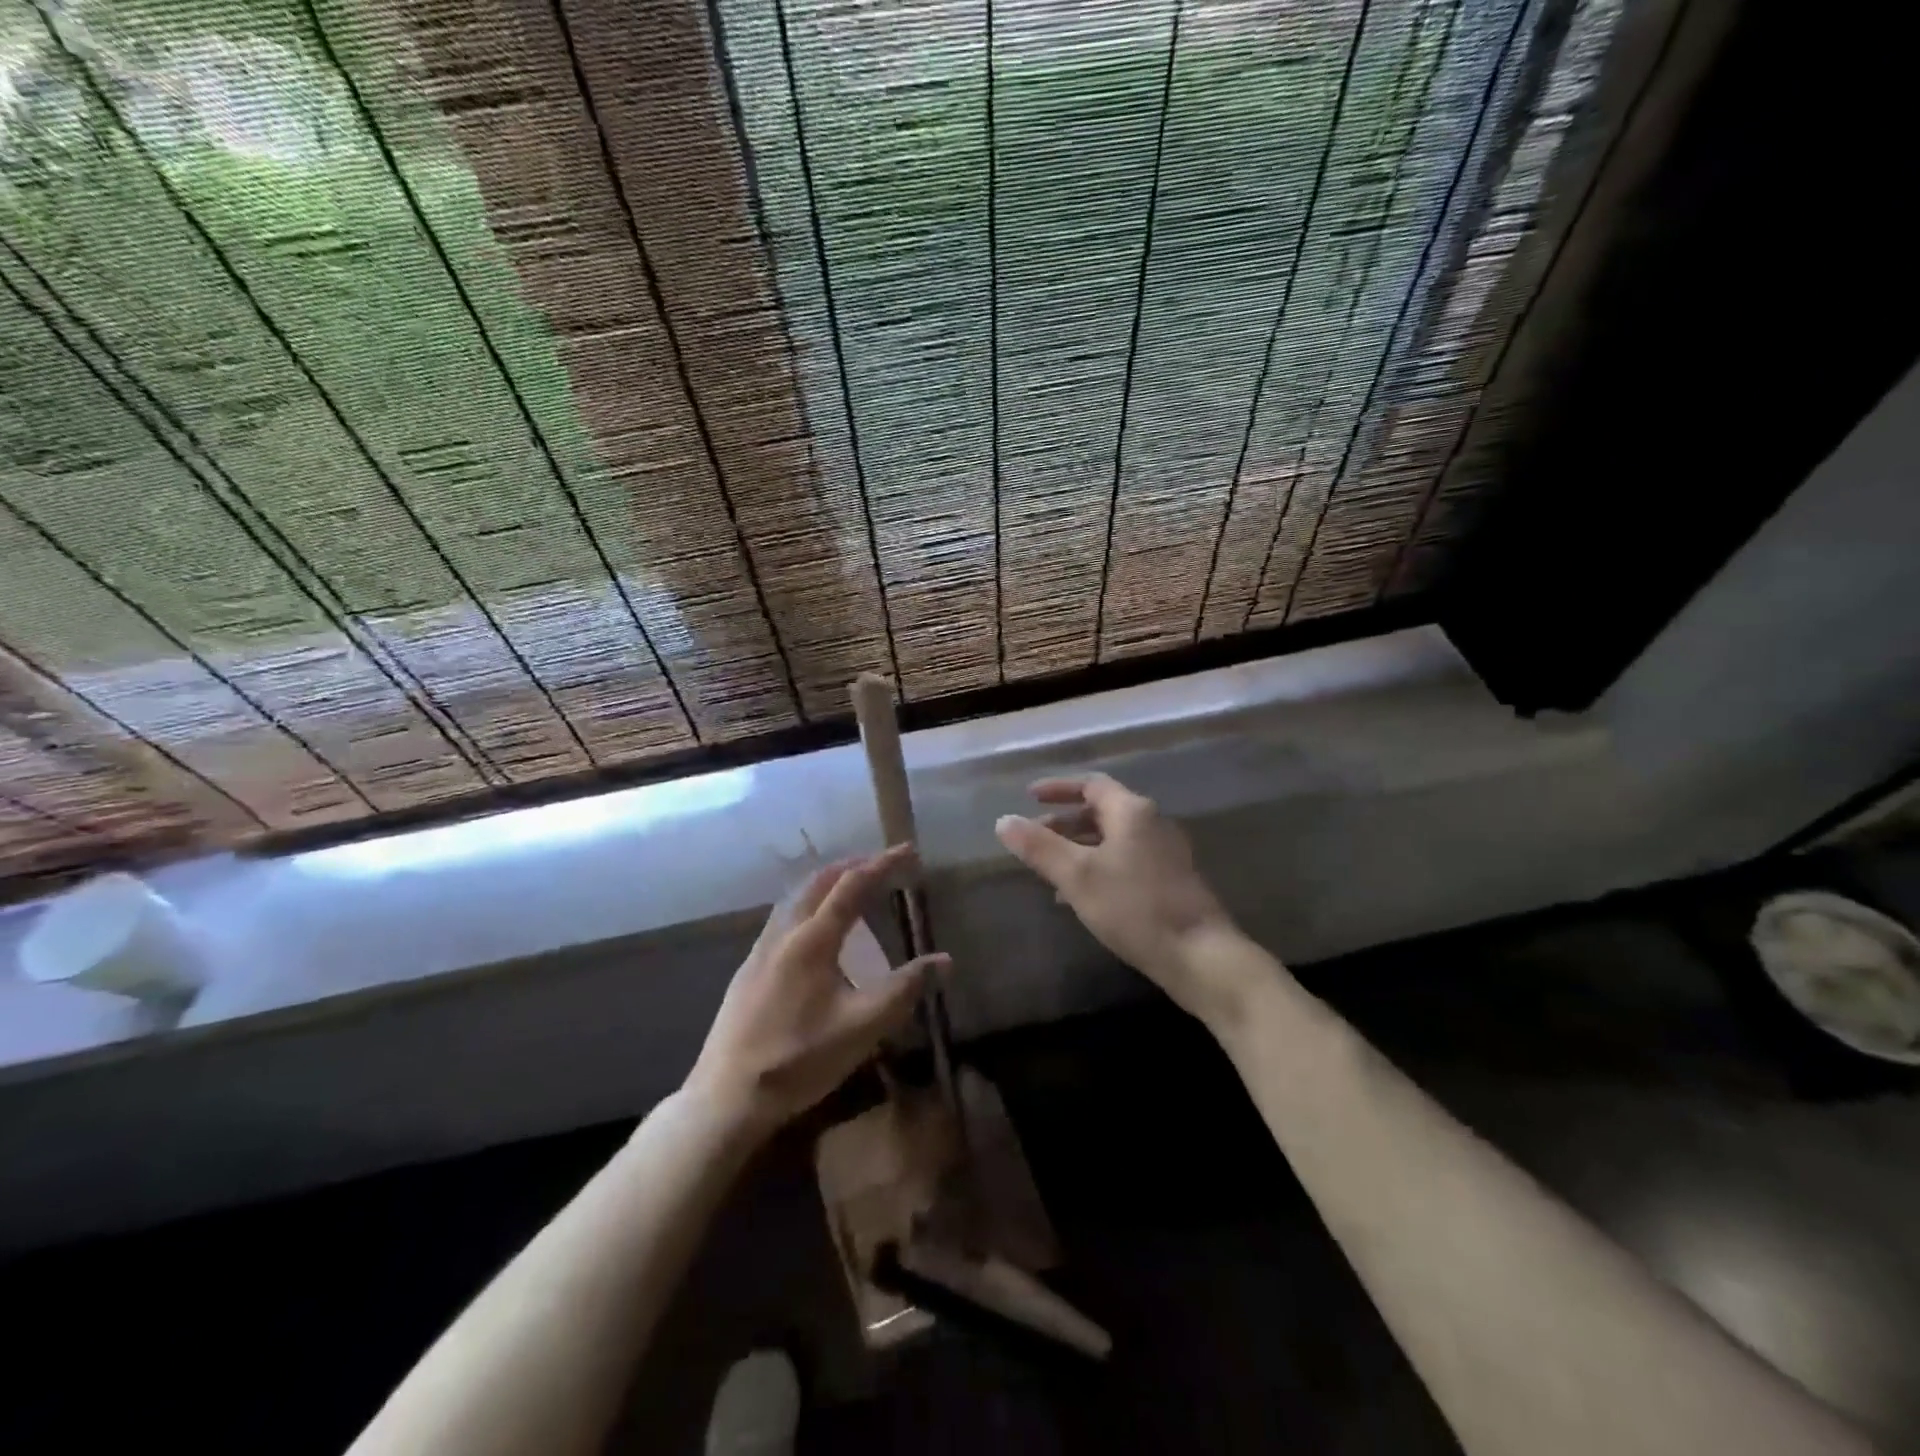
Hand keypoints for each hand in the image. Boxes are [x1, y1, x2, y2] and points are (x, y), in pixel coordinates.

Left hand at [686, 845, 947, 1132]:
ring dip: (829, 882)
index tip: (908, 850)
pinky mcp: (749, 969)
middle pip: (820, 881)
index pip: (852, 885)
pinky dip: (810, 903)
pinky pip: (784, 917)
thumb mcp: (863, 1027)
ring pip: (797, 897)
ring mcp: (761, 950)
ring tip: (853, 887)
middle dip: (854, 864)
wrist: (727, 1097)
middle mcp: (784, 933)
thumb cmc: (800, 1059)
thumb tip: (944, 961)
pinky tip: (815, 930)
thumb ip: (905, 989)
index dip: (883, 864)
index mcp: (813, 940)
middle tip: (884, 864)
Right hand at [996, 774, 1251, 1026]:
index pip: (1091, 785)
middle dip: (1065, 821)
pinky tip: (1081, 896)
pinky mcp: (1171, 880)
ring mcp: (1165, 853)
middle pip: (1102, 811)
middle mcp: (1152, 823)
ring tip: (1050, 870)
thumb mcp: (1077, 876)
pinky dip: (1098, 866)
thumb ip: (1039, 847)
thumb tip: (1003, 821)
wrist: (1201, 956)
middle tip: (1035, 837)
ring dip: (1079, 847)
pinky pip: (1125, 860)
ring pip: (1113, 839)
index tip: (1029, 797)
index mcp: (1132, 812)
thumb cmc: (1134, 908)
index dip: (1058, 788)